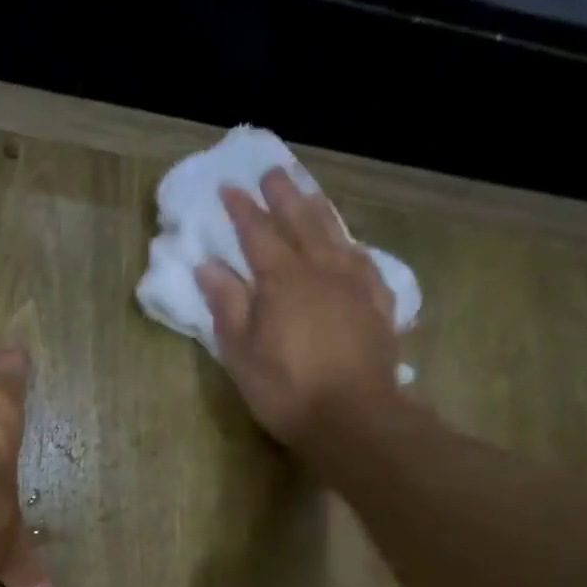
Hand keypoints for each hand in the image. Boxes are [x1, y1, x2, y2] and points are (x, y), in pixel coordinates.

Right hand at [194, 169, 404, 454]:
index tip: (228, 188)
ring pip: (334, 233)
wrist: (353, 415)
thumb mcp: (241, 353)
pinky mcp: (378, 301)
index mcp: (281, 279)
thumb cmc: (286, 389)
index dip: (242, 210)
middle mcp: (320, 268)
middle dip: (283, 195)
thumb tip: (209, 266)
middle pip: (300, 221)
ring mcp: (354, 282)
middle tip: (272, 172)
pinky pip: (362, 258)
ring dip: (317, 209)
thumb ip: (227, 305)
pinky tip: (346, 244)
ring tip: (307, 193)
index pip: (257, 233)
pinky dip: (348, 243)